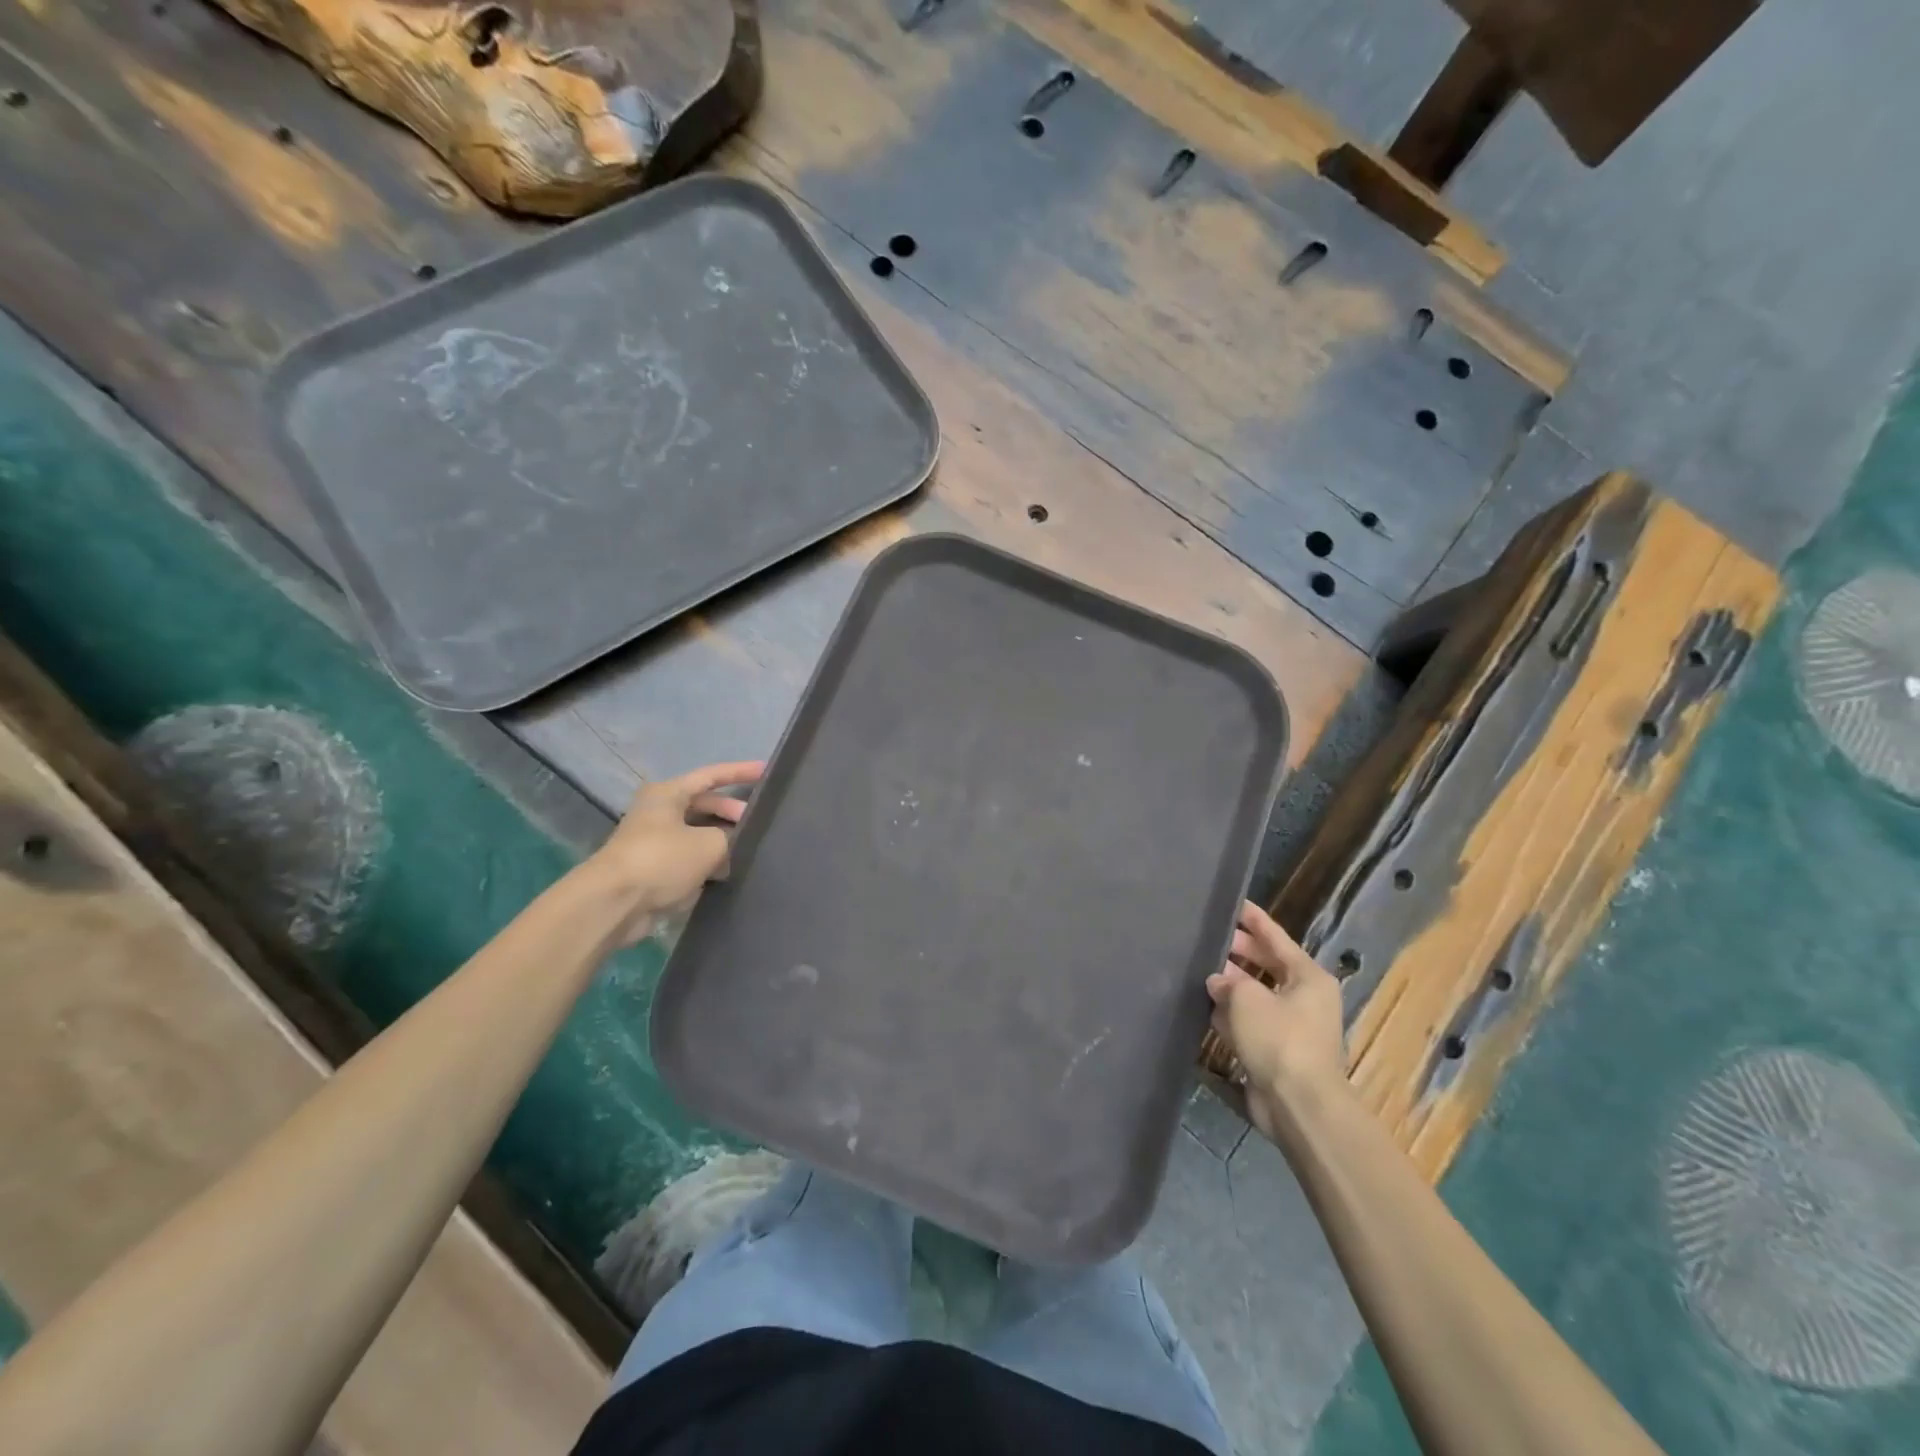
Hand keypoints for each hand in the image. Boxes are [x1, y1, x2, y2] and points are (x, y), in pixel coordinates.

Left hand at [589, 760, 765, 937]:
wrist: (614, 904)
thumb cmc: (662, 860)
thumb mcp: (709, 844)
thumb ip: (730, 838)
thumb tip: (729, 848)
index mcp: (668, 794)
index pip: (712, 775)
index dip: (741, 772)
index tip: (767, 772)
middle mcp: (659, 812)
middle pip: (705, 805)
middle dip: (733, 813)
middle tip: (758, 825)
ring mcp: (655, 842)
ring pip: (698, 834)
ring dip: (722, 841)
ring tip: (749, 850)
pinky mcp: (654, 870)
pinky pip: (689, 859)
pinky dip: (708, 863)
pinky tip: (729, 873)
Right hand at [1206, 900, 1345, 1138]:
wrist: (1299, 1105)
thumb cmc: (1279, 1039)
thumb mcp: (1247, 999)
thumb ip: (1227, 982)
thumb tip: (1216, 981)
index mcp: (1308, 977)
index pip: (1276, 938)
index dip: (1254, 919)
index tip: (1234, 903)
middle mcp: (1304, 997)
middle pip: (1266, 964)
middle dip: (1239, 952)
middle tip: (1209, 936)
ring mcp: (1291, 1026)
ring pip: (1256, 994)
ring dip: (1231, 985)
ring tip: (1200, 968)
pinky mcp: (1276, 1052)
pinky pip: (1250, 1023)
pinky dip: (1231, 1015)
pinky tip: (1206, 1007)